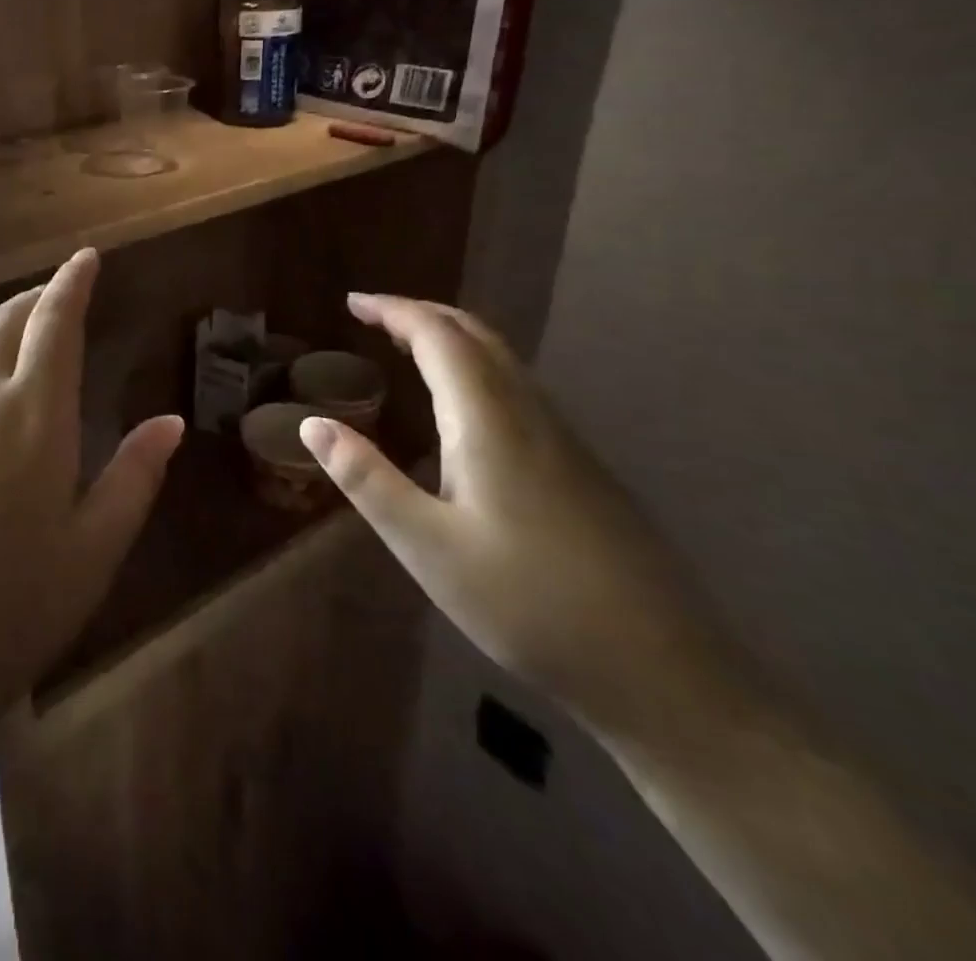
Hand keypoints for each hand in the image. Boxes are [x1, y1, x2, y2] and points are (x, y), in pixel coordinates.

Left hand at [0, 248, 183, 757]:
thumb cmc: (7, 612)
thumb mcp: (92, 552)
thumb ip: (134, 478)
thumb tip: (170, 422)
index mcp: (34, 415)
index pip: (55, 322)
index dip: (72, 283)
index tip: (86, 258)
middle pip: (6, 322)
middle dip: (36, 298)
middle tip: (57, 294)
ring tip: (18, 333)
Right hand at [299, 295, 725, 737]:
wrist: (664, 672)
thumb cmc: (528, 604)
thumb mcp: (426, 546)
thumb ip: (366, 479)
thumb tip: (311, 424)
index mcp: (488, 421)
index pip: (438, 336)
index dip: (393, 310)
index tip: (352, 302)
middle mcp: (530, 414)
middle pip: (476, 336)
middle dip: (422, 314)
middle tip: (374, 317)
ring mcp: (564, 440)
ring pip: (503, 361)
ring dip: (451, 340)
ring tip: (406, 349)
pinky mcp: (581, 468)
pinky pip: (518, 390)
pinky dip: (475, 371)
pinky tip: (461, 411)